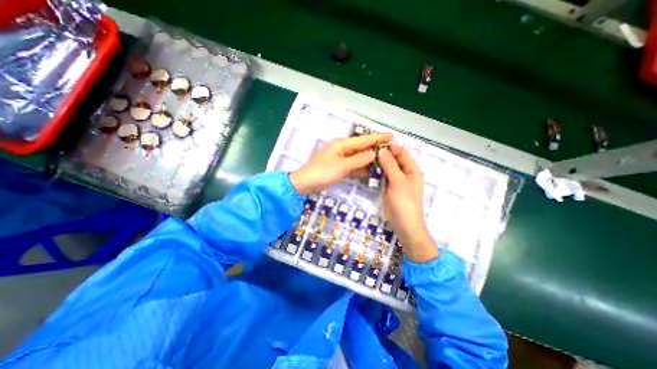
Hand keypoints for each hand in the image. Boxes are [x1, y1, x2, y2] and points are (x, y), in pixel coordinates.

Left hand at [290, 133, 391, 195]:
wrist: (305, 182)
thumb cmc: (322, 172)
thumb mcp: (342, 166)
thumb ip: (359, 160)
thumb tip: (373, 153)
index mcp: (342, 144)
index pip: (363, 139)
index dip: (378, 138)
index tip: (391, 136)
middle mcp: (342, 149)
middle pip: (361, 147)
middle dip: (375, 148)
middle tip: (390, 149)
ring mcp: (340, 158)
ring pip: (358, 157)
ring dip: (369, 159)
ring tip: (384, 161)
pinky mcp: (338, 167)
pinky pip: (353, 165)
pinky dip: (361, 167)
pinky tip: (370, 171)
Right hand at [377, 144, 437, 261]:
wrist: (404, 224)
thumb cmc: (404, 202)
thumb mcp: (398, 182)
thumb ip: (390, 165)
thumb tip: (382, 151)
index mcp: (412, 170)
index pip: (402, 153)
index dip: (391, 147)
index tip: (376, 144)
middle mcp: (405, 173)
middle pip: (394, 159)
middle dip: (383, 154)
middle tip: (368, 151)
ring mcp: (397, 181)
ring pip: (388, 168)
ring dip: (379, 163)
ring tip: (366, 158)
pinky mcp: (389, 188)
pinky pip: (384, 176)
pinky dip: (378, 172)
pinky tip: (369, 170)